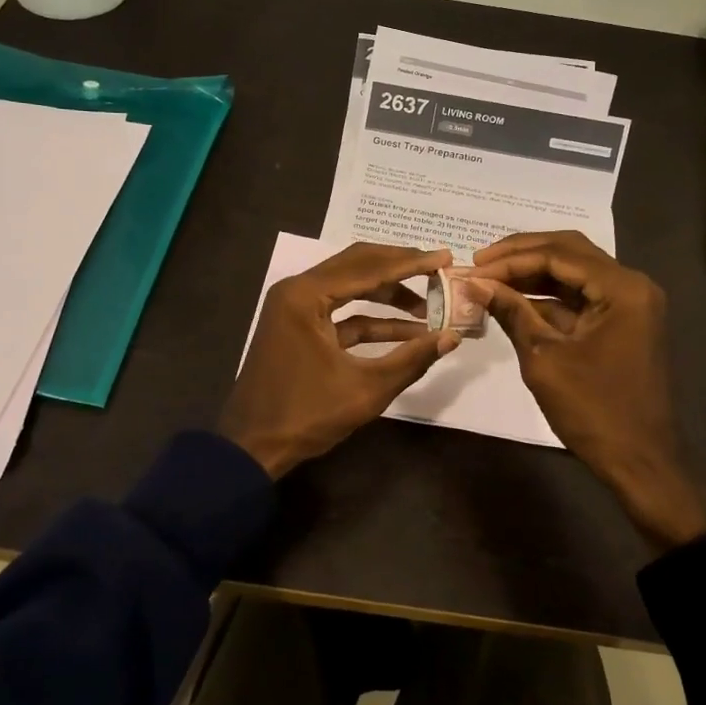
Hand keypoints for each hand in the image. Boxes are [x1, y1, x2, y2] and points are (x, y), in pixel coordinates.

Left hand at [219, 242, 459, 478]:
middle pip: (358, 266)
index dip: (411, 263)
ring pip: (350, 287)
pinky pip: (341, 312)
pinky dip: (372, 319)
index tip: (446, 256)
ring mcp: (295, 308)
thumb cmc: (306, 415)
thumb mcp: (366, 389)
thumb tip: (453, 337)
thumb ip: (412, 359)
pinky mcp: (298, 327)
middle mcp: (297, 291)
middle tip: (440, 269)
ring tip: (431, 304)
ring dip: (389, 295)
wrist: (252, 447)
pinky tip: (408, 331)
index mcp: (306, 296)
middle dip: (400, 268)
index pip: (368, 267)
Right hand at [472, 231, 705, 550]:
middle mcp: (631, 285)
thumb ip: (512, 313)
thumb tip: (475, 283)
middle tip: (479, 261)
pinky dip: (547, 296)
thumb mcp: (544, 359)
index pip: (558, 255)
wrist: (641, 462)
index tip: (472, 267)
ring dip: (532, 273)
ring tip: (489, 278)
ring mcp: (630, 303)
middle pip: (569, 251)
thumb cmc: (594, 411)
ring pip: (574, 272)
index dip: (511, 258)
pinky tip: (513, 300)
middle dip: (521, 254)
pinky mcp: (622, 322)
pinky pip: (581, 296)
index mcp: (622, 289)